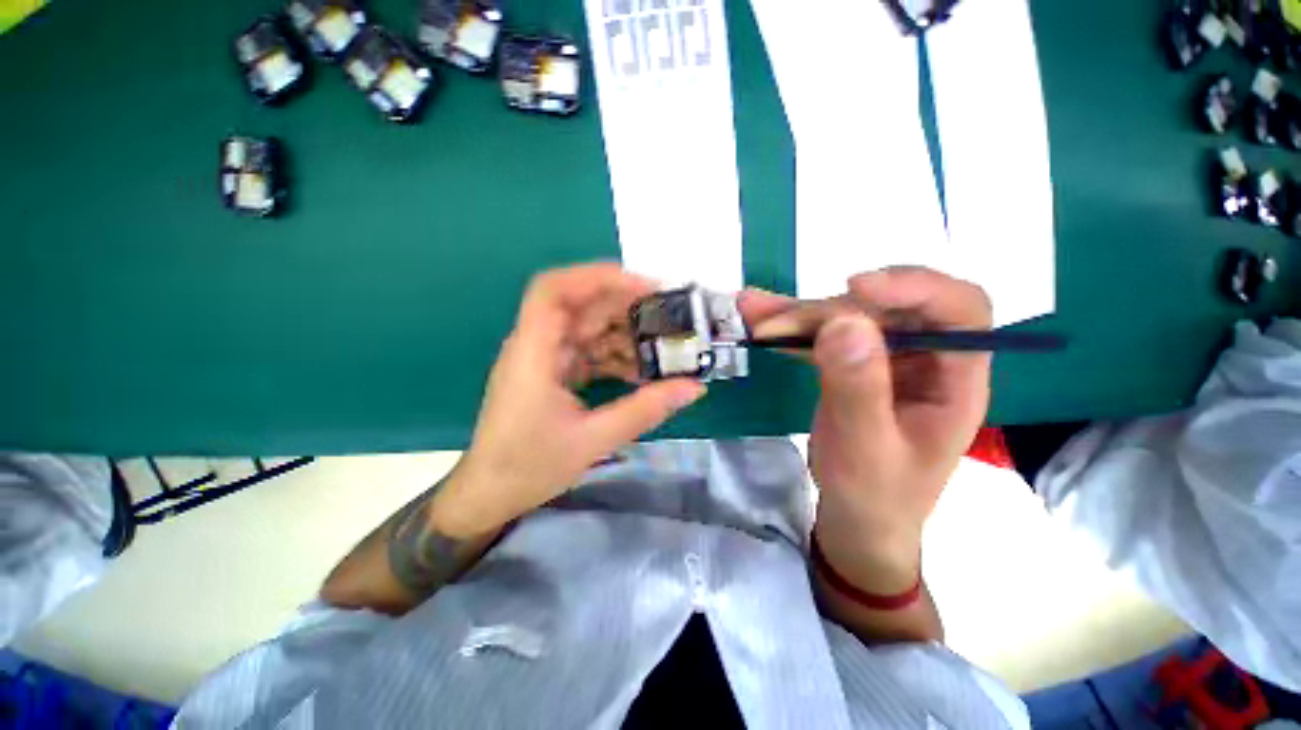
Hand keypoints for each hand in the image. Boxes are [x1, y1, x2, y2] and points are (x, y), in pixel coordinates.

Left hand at [435, 263, 705, 536]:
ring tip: (663, 346)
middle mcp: (537, 346)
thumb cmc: (529, 467)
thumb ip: (645, 410)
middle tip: (668, 317)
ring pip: (588, 329)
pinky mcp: (554, 373)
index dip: (597, 277)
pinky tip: (642, 370)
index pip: (554, 291)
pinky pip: (589, 352)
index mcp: (533, 353)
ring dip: (624, 334)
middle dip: (625, 306)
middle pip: (580, 306)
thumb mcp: (593, 440)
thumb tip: (693, 387)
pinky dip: (615, 356)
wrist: (490, 495)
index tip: (642, 286)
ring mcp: (545, 359)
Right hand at [741, 267, 991, 589]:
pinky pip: (822, 334)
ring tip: (753, 310)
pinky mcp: (852, 362)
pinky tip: (759, 318)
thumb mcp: (867, 451)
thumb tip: (843, 322)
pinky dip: (789, 327)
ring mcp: (885, 357)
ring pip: (846, 316)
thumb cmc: (875, 495)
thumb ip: (858, 390)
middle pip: (885, 308)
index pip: (960, 310)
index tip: (856, 287)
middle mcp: (925, 358)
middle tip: (775, 324)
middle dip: (827, 309)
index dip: (915, 287)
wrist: (857, 518)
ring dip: (798, 313)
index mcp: (955, 379)